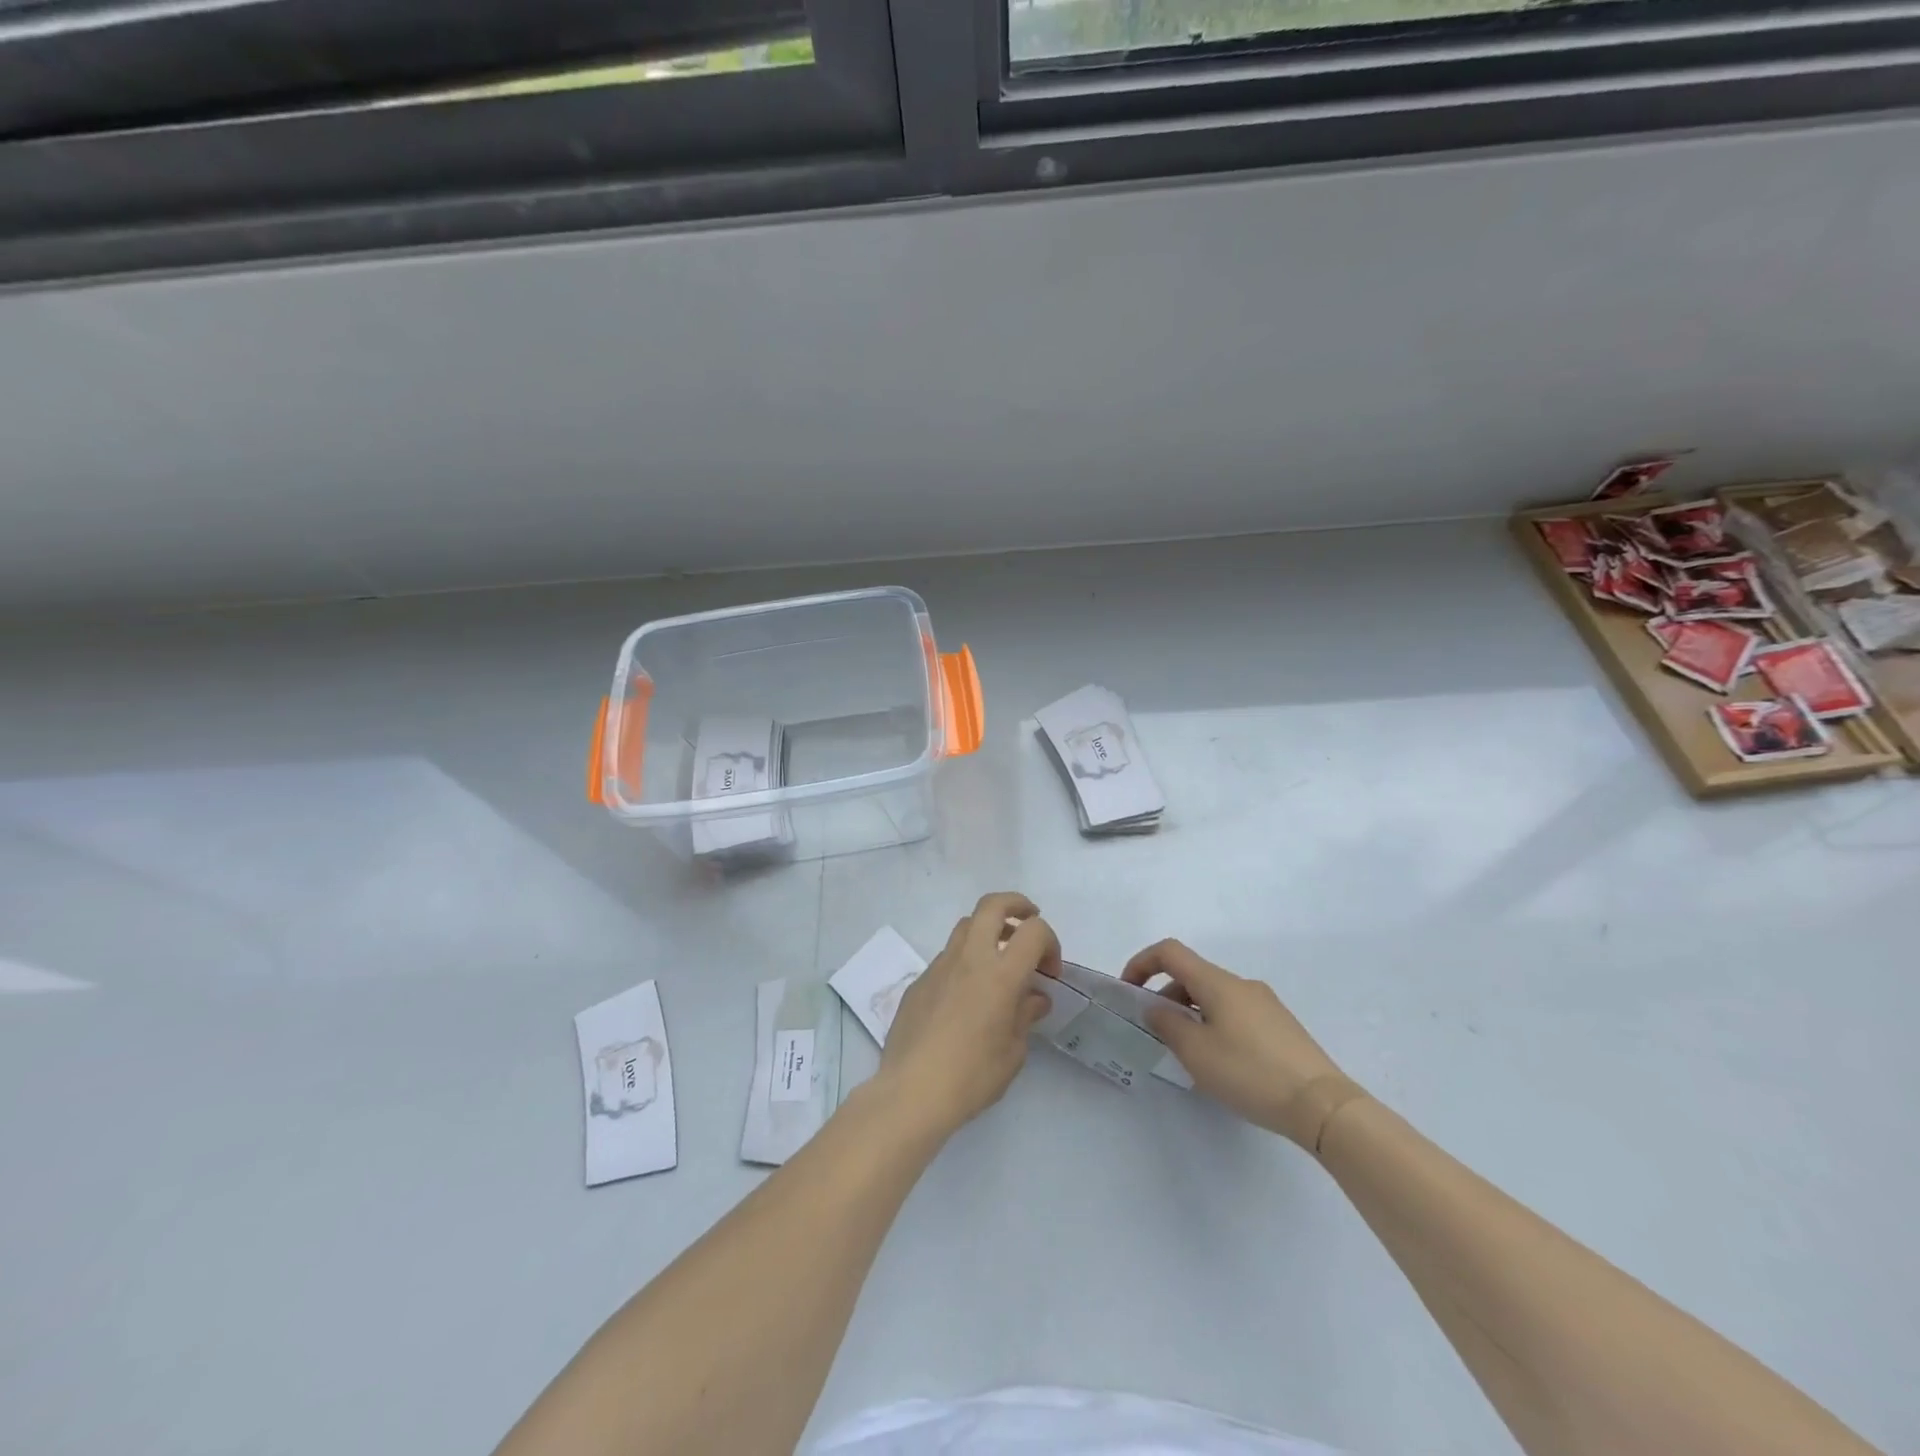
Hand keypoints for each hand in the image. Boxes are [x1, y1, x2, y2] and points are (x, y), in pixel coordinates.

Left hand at [877, 892, 1058, 1143]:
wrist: (911, 1092)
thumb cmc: (971, 1077)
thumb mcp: (1013, 1053)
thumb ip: (1025, 1016)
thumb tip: (1034, 998)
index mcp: (1000, 975)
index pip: (1033, 931)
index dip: (1050, 942)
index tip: (1050, 972)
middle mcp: (969, 959)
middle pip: (992, 905)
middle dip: (1016, 905)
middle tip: (1028, 921)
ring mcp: (939, 966)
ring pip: (966, 926)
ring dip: (988, 931)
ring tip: (999, 960)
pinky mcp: (919, 981)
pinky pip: (947, 957)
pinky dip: (965, 962)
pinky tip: (967, 996)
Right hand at [1123, 939, 1350, 1147]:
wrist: (1322, 1105)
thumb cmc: (1250, 1073)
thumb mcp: (1196, 1052)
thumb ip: (1167, 1025)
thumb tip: (1156, 1009)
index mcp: (1217, 982)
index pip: (1170, 952)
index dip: (1142, 963)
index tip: (1128, 991)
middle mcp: (1241, 984)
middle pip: (1192, 975)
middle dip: (1165, 996)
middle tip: (1155, 1034)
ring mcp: (1265, 1004)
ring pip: (1214, 996)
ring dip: (1190, 1013)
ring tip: (1187, 1054)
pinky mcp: (1280, 1026)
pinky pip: (1234, 1013)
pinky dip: (1213, 1024)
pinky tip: (1220, 1063)